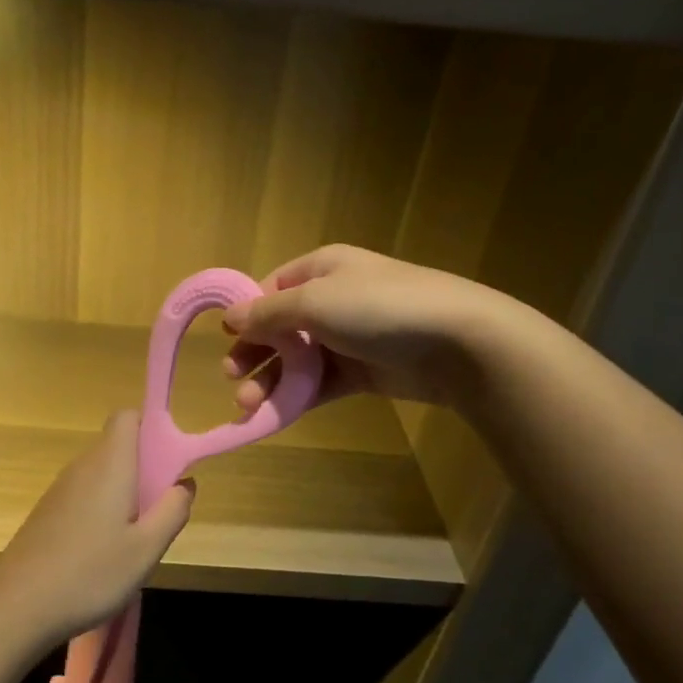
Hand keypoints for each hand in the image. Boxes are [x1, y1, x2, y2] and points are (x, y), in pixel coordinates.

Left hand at [0, 411, 193, 643]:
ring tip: (135, 538)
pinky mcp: (47, 512)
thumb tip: (185, 482)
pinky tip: (103, 552)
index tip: (169, 461)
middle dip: (145, 468)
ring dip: (124, 492)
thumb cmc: (90, 574)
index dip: (152, 427)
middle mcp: (82, 467)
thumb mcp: (146, 549)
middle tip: (159, 510)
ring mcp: (60, 490)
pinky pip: (84, 495)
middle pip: (117, 447)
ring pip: (101, 474)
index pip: (127, 417)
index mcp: (109, 465)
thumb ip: (172, 510)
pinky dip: (101, 509)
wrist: (18, 606)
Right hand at [223, 244, 474, 412]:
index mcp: (321, 269)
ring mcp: (349, 337)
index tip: (226, 339)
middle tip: (232, 378)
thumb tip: (230, 317)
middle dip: (254, 353)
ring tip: (248, 405)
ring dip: (270, 381)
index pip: (271, 288)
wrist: (457, 343)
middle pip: (280, 327)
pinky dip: (296, 397)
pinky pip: (320, 383)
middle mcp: (332, 299)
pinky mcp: (363, 371)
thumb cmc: (378, 308)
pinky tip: (274, 414)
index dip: (247, 313)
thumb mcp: (314, 302)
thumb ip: (268, 313)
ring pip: (297, 360)